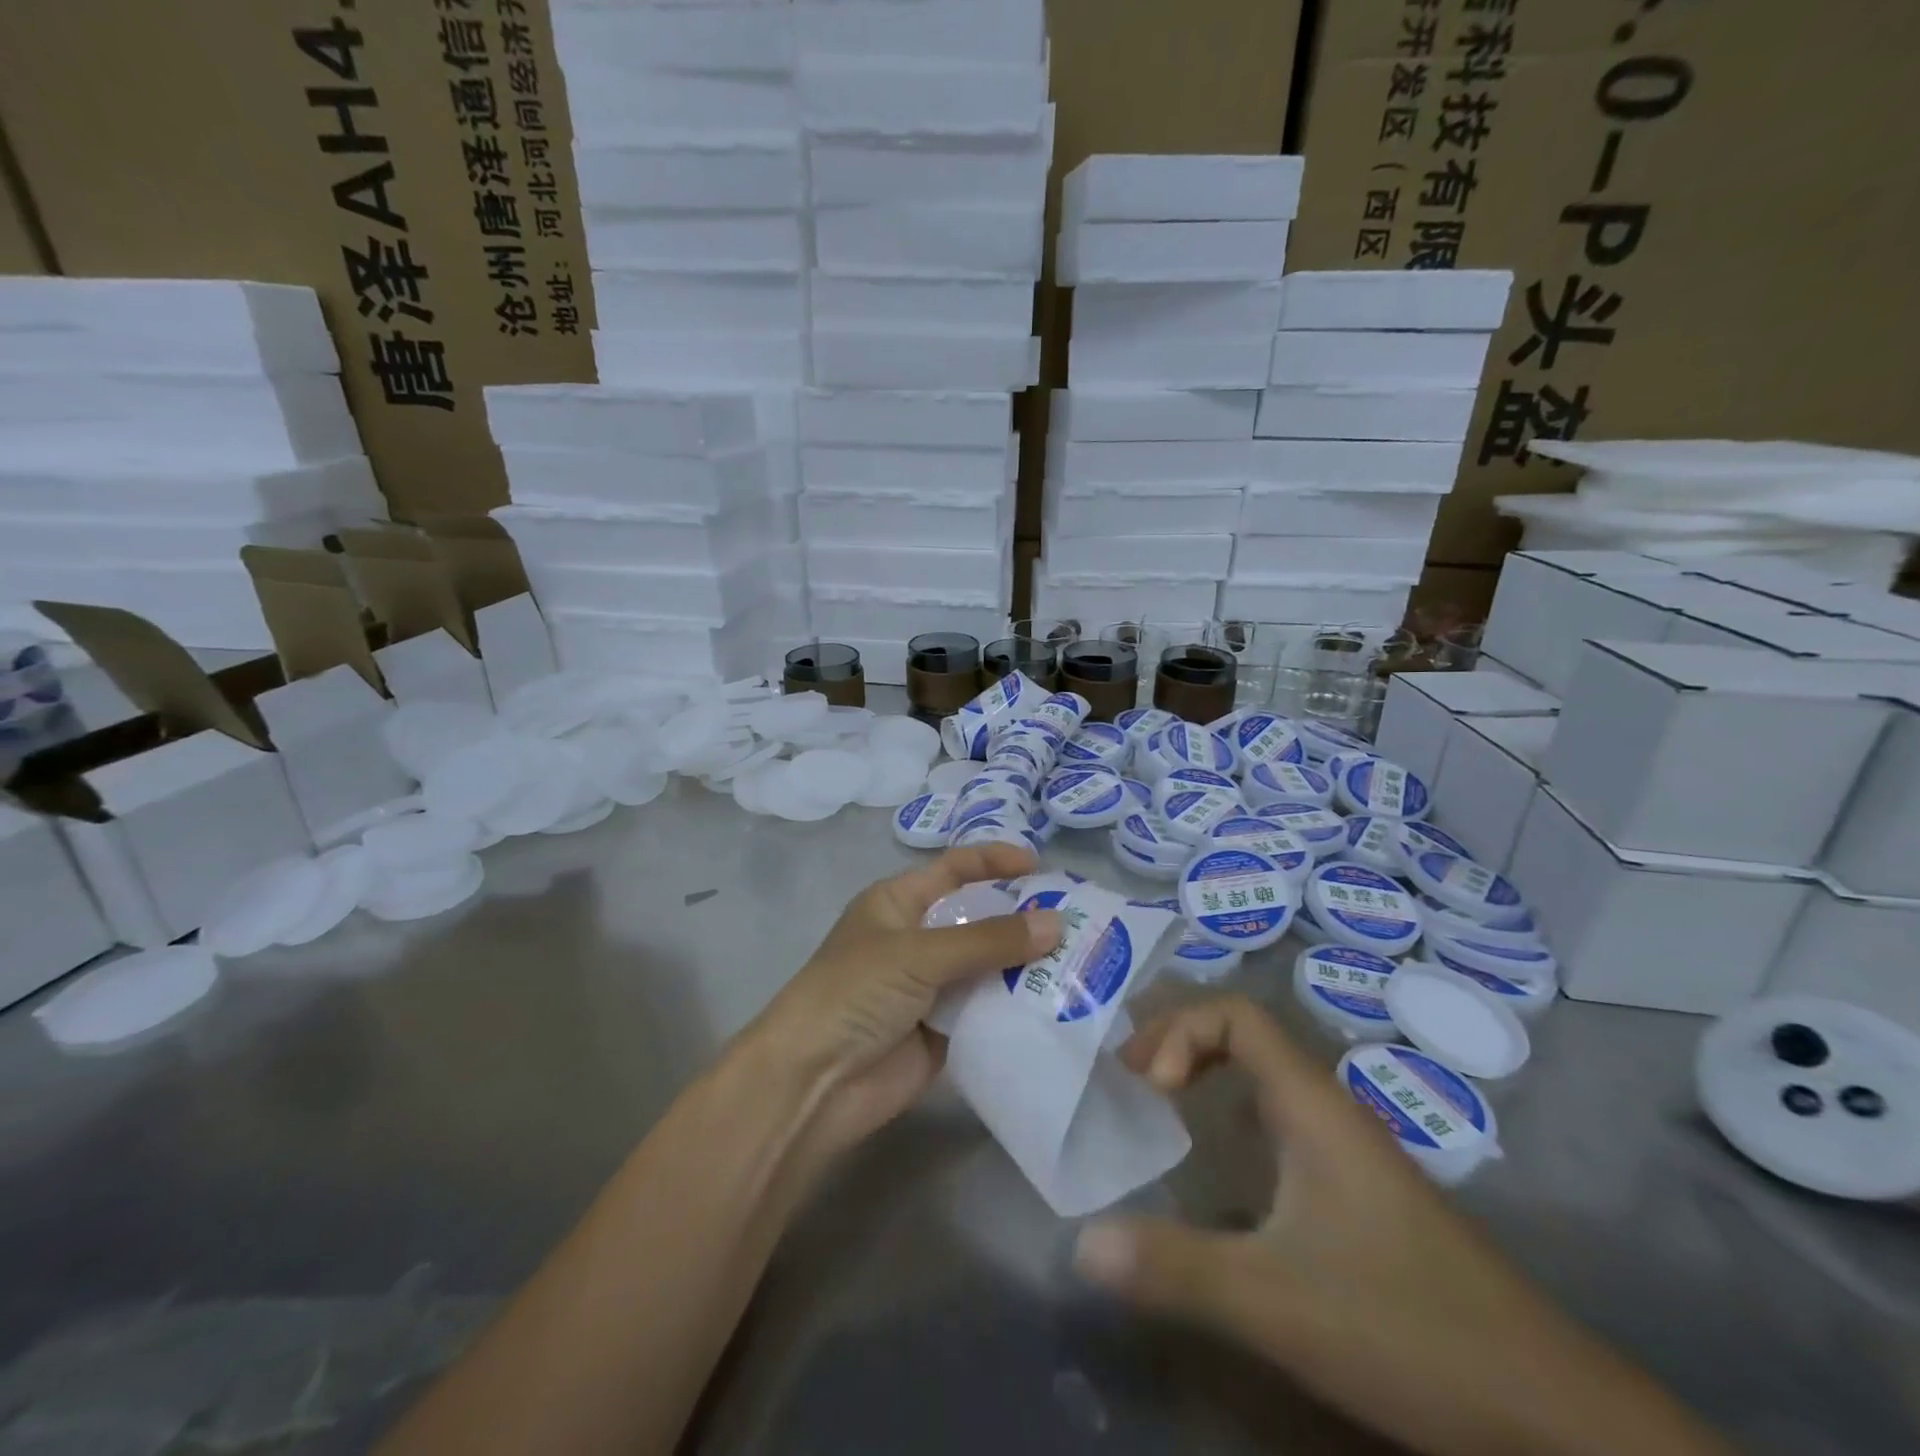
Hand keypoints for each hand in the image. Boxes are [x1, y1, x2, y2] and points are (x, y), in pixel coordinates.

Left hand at [748, 844, 1062, 1161]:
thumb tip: (1057, 923)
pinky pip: (988, 1011)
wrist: (814, 1083)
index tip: (1042, 867)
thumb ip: (989, 940)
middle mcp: (917, 939)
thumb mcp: (919, 953)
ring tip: (1083, 962)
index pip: (954, 870)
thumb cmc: (856, 992)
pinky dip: (1018, 1008)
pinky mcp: (944, 1032)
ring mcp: (931, 987)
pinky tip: (1060, 1006)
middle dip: (1022, 919)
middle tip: (1080, 921)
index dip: (995, 863)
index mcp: (899, 902)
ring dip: (1027, 966)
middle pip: (979, 919)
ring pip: (989, 967)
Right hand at [1073, 997, 1728, 1455]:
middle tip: (1131, 1081)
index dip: (1180, 1031)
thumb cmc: (1406, 1327)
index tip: (1150, 1088)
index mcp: (1312, 1105)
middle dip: (1180, 1043)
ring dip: (1206, 1075)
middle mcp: (1329, 1111)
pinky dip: (1233, 1118)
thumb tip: (1081, 1244)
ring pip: (1265, 1078)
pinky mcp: (1359, 1193)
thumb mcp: (1275, 1301)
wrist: (1551, 1414)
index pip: (1236, 1015)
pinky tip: (1219, 1172)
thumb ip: (1176, 1269)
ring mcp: (1349, 1152)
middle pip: (1245, 1036)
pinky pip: (1280, 1121)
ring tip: (1158, 1107)